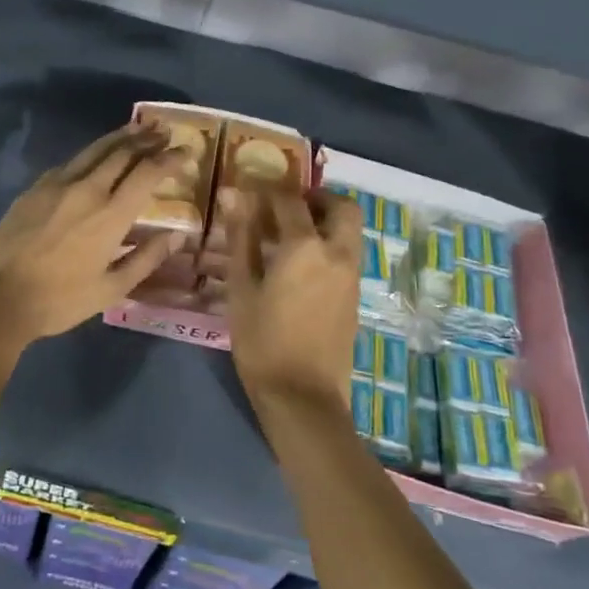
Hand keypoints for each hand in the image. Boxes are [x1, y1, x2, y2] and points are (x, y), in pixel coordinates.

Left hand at [0, 126, 185, 345]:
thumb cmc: (59, 300)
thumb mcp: (111, 289)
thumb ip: (146, 258)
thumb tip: (176, 236)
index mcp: (111, 214)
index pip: (148, 173)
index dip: (170, 158)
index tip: (187, 150)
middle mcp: (88, 189)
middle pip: (123, 152)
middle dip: (147, 139)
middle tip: (164, 131)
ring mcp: (58, 184)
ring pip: (95, 150)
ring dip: (120, 137)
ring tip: (138, 128)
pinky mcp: (35, 188)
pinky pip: (71, 162)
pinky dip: (92, 153)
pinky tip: (95, 156)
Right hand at [226, 188, 361, 411]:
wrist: (304, 398)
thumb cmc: (263, 342)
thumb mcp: (242, 289)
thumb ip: (241, 238)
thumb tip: (233, 196)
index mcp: (305, 247)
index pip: (289, 199)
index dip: (268, 190)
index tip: (250, 191)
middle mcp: (337, 252)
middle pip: (340, 205)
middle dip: (315, 197)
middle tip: (285, 207)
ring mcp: (352, 274)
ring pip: (350, 229)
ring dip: (326, 219)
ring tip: (290, 235)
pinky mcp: (356, 295)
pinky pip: (348, 252)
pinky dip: (330, 242)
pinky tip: (300, 263)